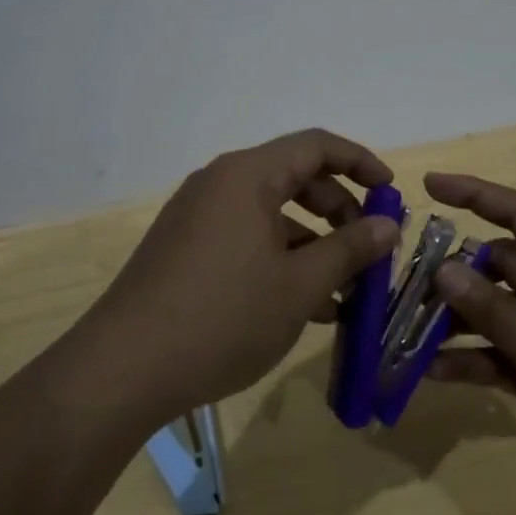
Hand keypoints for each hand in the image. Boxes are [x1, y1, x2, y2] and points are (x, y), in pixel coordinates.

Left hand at [81, 129, 399, 421]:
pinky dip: (279, 260)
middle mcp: (220, 183)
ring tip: (343, 291)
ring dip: (312, 243)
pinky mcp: (185, 249)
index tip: (391, 191)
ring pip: (271, 214)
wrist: (124, 369)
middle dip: (339, 210)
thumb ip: (349, 249)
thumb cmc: (223, 317)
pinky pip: (246, 238)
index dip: (360, 161)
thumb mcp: (299, 286)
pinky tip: (303, 307)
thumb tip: (388, 225)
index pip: (316, 145)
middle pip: (295, 178)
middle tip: (369, 249)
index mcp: (247, 176)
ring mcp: (197, 216)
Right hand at [425, 172, 515, 514]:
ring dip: (456, 319)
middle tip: (403, 281)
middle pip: (500, 263)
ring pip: (497, 309)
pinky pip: (504, 352)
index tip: (429, 185)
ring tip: (406, 328)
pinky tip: (431, 372)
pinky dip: (473, 359)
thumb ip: (492, 308)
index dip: (474, 193)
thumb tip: (443, 269)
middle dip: (453, 270)